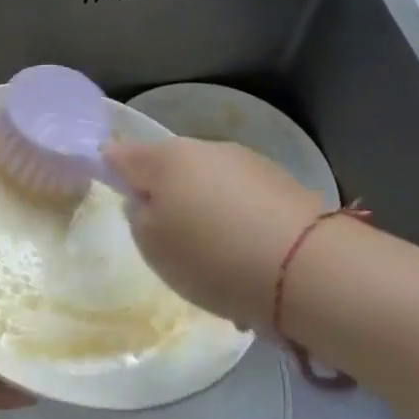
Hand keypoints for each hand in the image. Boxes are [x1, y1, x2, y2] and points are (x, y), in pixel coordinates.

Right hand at [105, 137, 324, 331]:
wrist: (307, 269)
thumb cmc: (213, 256)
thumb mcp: (153, 247)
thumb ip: (139, 217)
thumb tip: (146, 201)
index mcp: (166, 159)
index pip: (122, 155)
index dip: (111, 170)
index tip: (114, 192)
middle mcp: (205, 149)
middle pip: (170, 169)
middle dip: (165, 196)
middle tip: (168, 240)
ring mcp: (247, 163)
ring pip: (209, 186)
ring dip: (205, 212)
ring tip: (216, 261)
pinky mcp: (282, 184)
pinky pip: (243, 202)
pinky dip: (238, 224)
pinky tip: (249, 261)